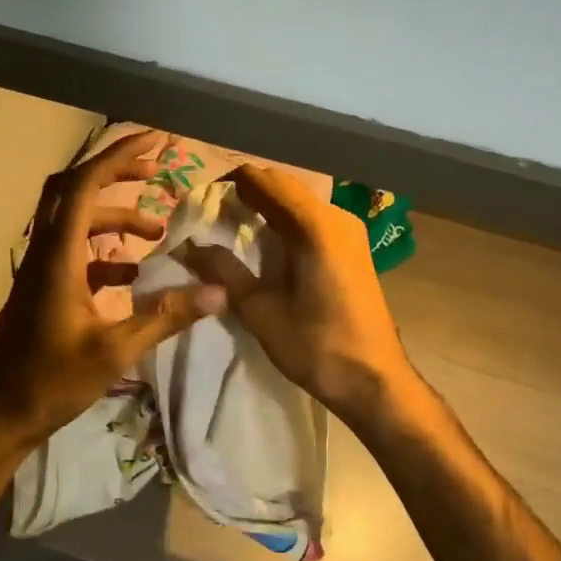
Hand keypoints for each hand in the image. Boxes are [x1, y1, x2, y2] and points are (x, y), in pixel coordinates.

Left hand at [0, 132, 227, 449]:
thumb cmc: (51, 380)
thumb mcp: (115, 350)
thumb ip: (166, 317)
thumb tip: (218, 293)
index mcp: (58, 255)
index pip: (87, 185)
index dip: (121, 156)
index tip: (158, 142)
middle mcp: (45, 251)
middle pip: (75, 190)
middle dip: (116, 173)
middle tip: (156, 171)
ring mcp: (40, 270)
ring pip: (76, 222)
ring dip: (116, 218)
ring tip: (157, 233)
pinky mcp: (42, 290)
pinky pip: (75, 253)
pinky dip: (105, 252)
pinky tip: (133, 276)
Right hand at [178, 165, 418, 427]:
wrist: (373, 380)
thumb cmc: (315, 345)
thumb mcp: (259, 309)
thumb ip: (223, 270)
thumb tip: (186, 245)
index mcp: (313, 225)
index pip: (262, 179)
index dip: (226, 183)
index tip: (198, 201)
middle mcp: (335, 216)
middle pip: (281, 184)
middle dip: (244, 192)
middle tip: (209, 215)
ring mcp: (348, 230)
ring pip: (297, 200)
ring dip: (264, 205)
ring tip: (230, 227)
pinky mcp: (352, 246)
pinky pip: (311, 218)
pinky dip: (283, 220)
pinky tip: (264, 243)